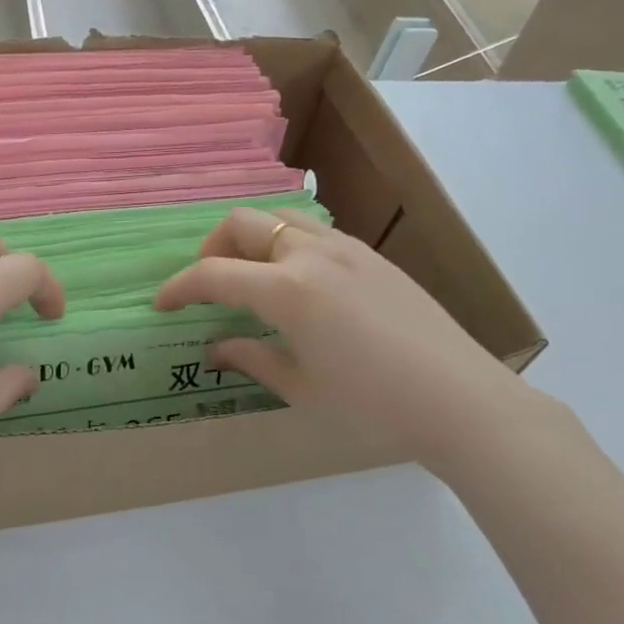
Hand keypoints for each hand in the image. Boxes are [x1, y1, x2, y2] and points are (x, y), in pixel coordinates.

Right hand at [154, 206, 547, 471]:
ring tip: (249, 275)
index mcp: (287, 290)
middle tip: (207, 284)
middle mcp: (311, 254)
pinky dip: (285, 243)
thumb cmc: (373, 406)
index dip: (179, 287)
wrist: (462, 400)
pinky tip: (297, 282)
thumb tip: (215, 349)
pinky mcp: (372, 255)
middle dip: (211, 247)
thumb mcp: (302, 389)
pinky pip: (314, 231)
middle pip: (242, 223)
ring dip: (250, 237)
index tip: (161, 304)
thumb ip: (251, 359)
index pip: (214, 274)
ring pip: (280, 217)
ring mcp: (346, 249)